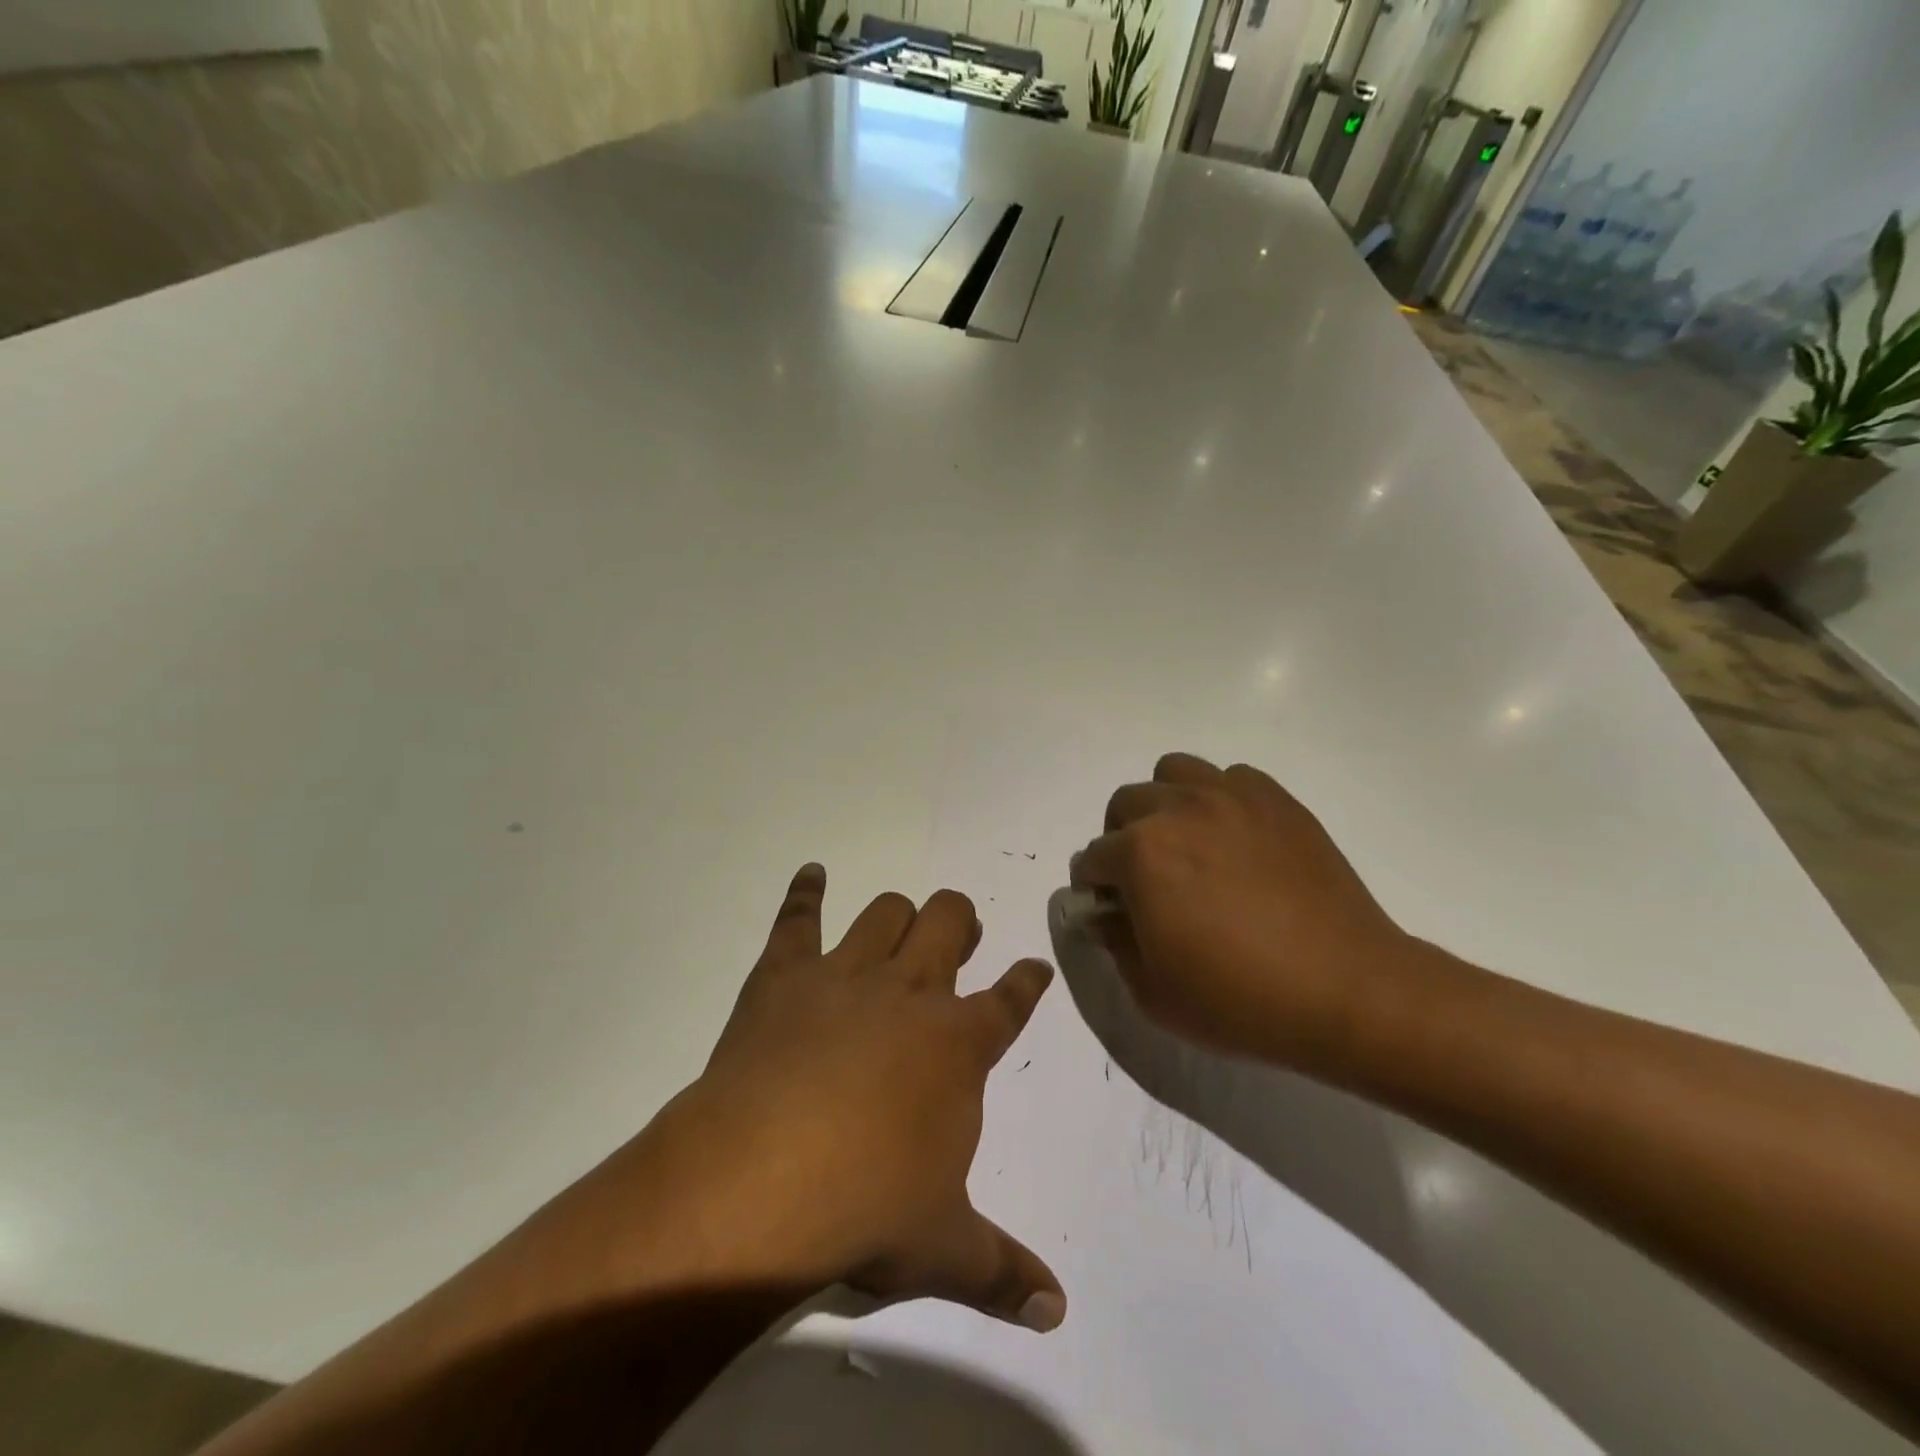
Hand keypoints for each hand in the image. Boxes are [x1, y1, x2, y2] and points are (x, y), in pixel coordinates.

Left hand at [604, 864, 1066, 1331]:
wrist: (763, 1180)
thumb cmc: (866, 1208)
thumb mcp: (942, 1249)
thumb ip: (1001, 1271)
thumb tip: (1058, 1311)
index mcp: (958, 1045)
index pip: (1010, 1001)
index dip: (1026, 982)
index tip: (1033, 968)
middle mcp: (910, 993)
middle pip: (948, 924)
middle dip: (960, 920)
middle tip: (958, 933)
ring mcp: (847, 975)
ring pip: (888, 912)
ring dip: (900, 912)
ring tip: (902, 922)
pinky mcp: (786, 973)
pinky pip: (799, 917)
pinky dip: (806, 892)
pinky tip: (811, 875)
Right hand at [1071, 753, 1407, 1069]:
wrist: (1347, 991)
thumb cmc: (1240, 1000)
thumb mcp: (1153, 992)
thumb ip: (1114, 942)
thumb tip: (1105, 912)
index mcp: (1141, 854)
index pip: (1092, 857)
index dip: (1095, 887)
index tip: (1111, 910)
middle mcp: (1178, 809)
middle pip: (1126, 803)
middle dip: (1121, 838)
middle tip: (1147, 878)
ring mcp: (1231, 798)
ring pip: (1174, 772)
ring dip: (1166, 803)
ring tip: (1188, 843)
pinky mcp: (1277, 800)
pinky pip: (1231, 778)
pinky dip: (1220, 800)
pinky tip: (1237, 840)